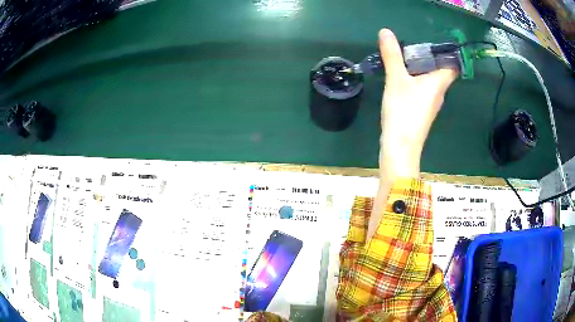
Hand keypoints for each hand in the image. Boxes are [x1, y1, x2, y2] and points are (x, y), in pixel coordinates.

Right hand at [367, 29, 457, 240]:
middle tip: (412, 45)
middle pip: (440, 71)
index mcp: (439, 83)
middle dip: (428, 57)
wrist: (400, 147)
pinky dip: (415, 81)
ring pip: (430, 80)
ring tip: (404, 57)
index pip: (452, 65)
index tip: (436, 42)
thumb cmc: (403, 111)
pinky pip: (422, 90)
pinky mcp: (421, 111)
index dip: (448, 53)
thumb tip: (386, 32)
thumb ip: (392, 55)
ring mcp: (430, 104)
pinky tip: (401, 78)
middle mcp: (439, 93)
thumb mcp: (396, 79)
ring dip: (420, 69)